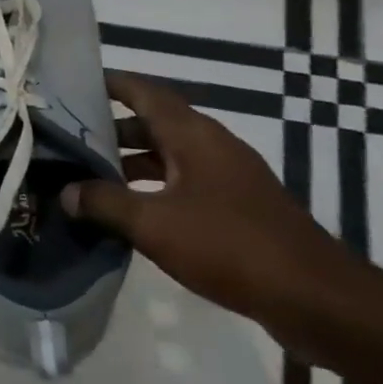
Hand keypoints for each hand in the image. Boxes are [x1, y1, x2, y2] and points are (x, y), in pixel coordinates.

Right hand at [61, 71, 353, 325]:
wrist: (316, 300)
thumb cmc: (230, 246)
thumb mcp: (153, 224)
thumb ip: (104, 203)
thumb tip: (66, 192)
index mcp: (194, 136)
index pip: (146, 93)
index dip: (111, 84)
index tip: (73, 83)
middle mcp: (213, 147)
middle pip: (155, 124)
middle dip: (112, 128)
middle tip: (69, 137)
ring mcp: (229, 178)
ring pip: (169, 156)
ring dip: (131, 161)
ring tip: (89, 175)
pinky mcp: (238, 208)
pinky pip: (184, 183)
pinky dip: (153, 187)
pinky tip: (130, 211)